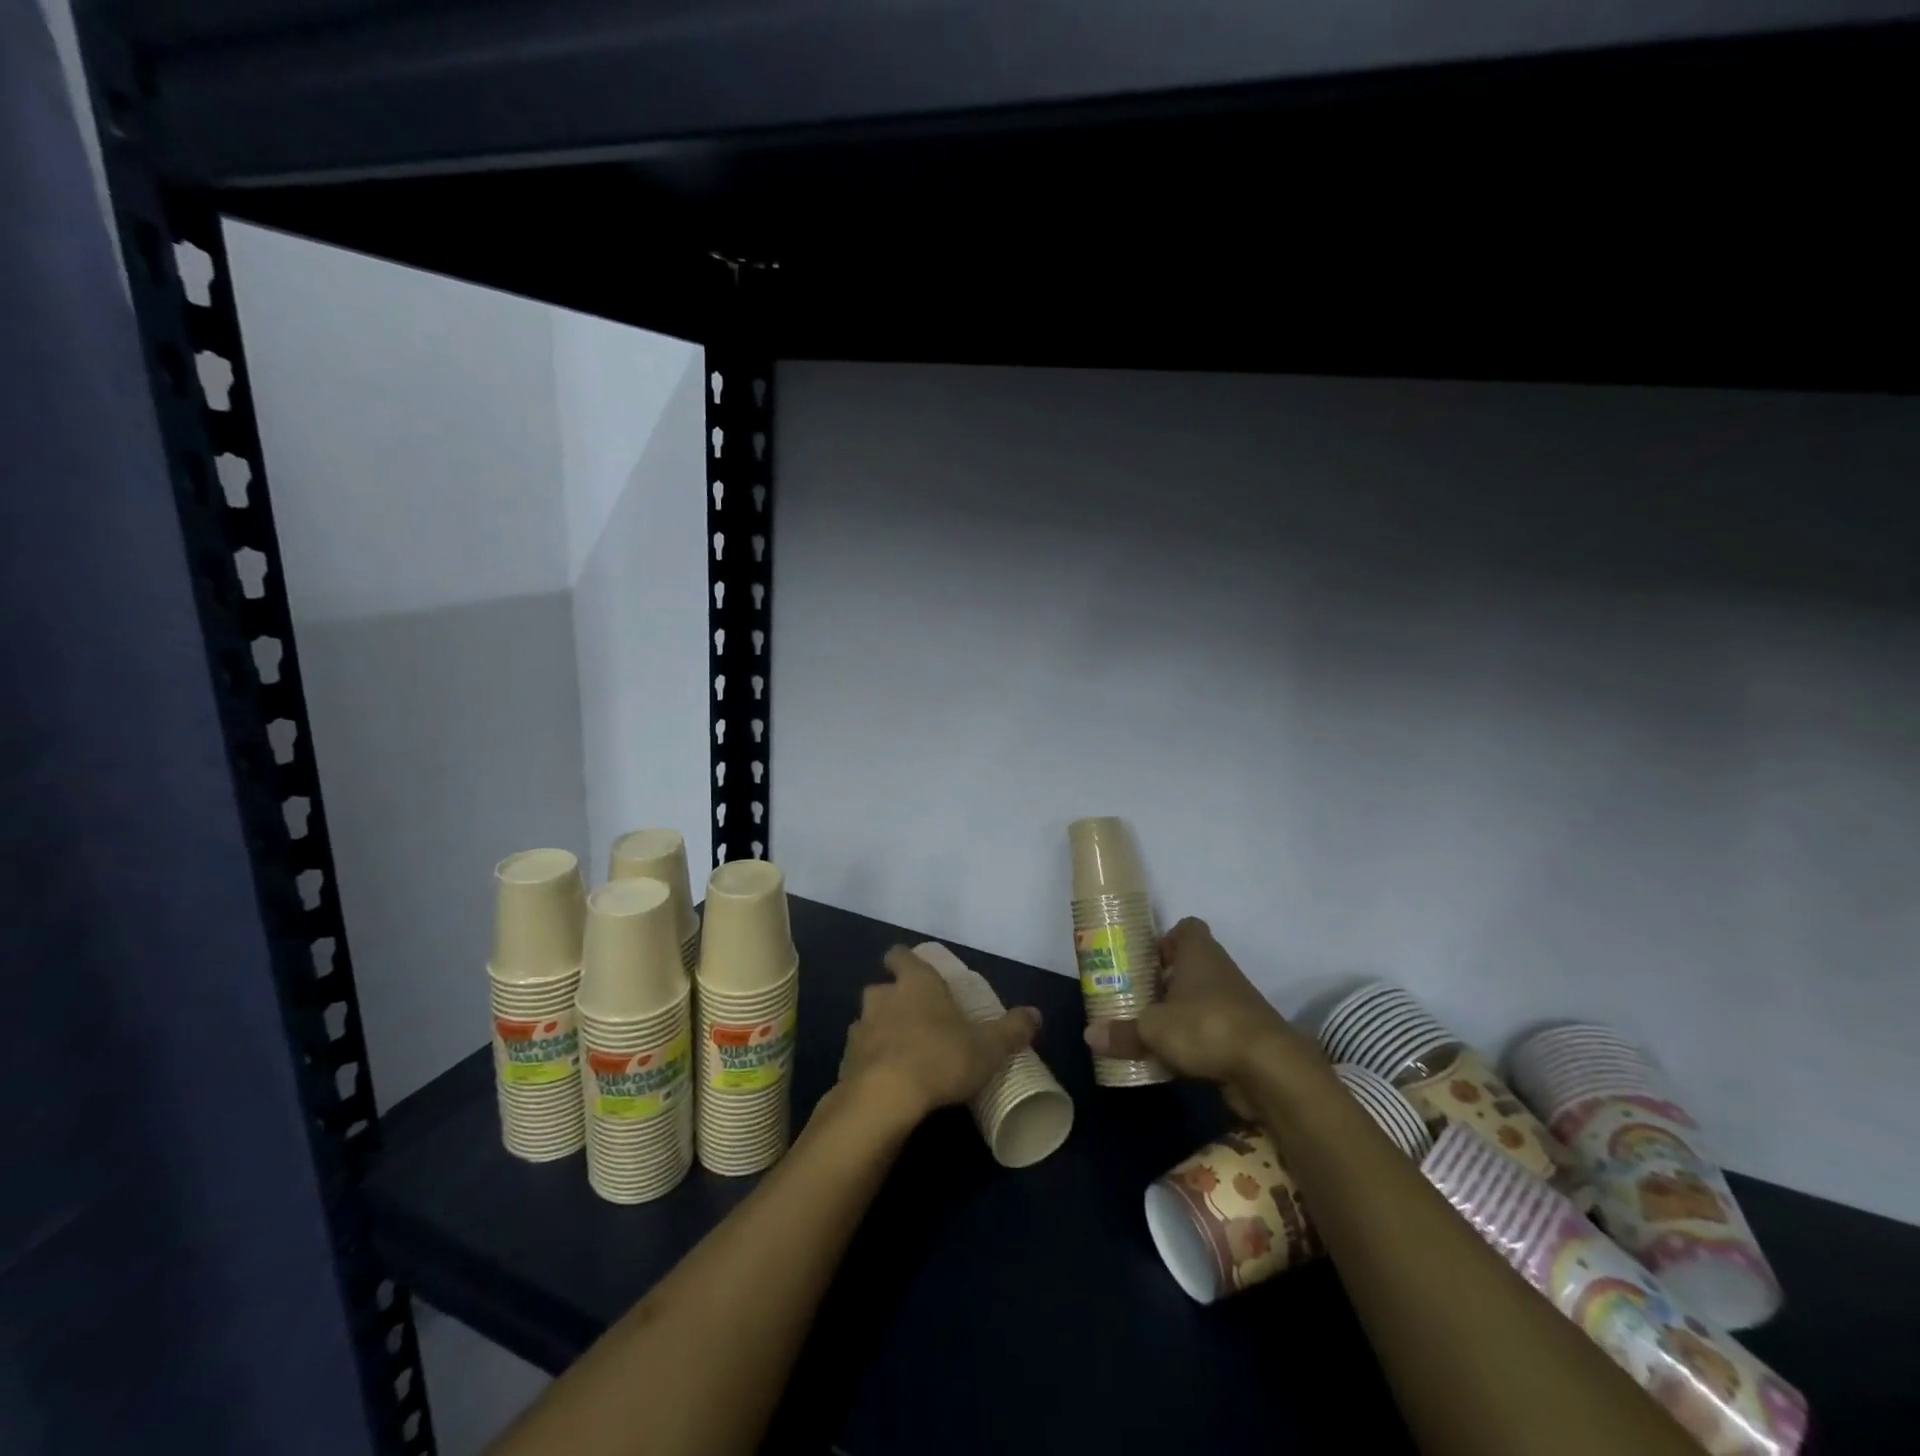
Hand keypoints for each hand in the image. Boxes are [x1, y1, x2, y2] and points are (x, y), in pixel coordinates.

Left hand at [838, 946, 1041, 1127]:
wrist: (884, 1099)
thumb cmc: (940, 1058)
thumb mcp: (987, 1047)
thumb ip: (1012, 1030)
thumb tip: (1035, 1013)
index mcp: (915, 982)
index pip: (900, 955)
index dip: (905, 961)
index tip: (915, 972)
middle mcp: (882, 997)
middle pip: (883, 989)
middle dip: (896, 1000)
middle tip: (919, 1021)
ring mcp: (859, 1028)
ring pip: (869, 1022)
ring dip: (882, 1032)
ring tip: (904, 1055)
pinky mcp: (845, 1061)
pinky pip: (859, 1054)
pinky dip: (870, 1063)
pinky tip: (887, 1081)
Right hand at [1084, 917, 1322, 1113]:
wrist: (1270, 1070)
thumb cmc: (1206, 1027)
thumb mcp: (1153, 1029)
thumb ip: (1122, 1031)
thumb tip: (1088, 1035)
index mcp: (1199, 954)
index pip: (1187, 929)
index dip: (1166, 939)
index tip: (1145, 959)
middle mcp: (1220, 972)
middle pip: (1190, 967)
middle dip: (1165, 982)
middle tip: (1135, 997)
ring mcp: (1236, 1005)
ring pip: (1201, 1001)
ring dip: (1178, 1014)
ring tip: (1147, 1030)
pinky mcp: (1244, 1037)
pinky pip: (1212, 1032)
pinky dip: (1194, 1043)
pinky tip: (1170, 1060)